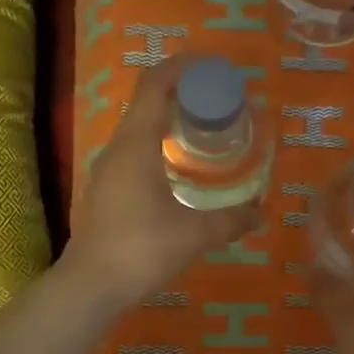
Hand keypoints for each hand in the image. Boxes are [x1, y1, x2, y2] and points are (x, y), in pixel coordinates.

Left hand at [62, 55, 259, 310]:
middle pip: (147, 102)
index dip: (182, 67)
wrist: (91, 286)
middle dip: (183, 93)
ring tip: (205, 131)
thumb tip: (262, 213)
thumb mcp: (194, 235)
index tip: (213, 67)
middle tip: (219, 102)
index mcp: (135, 144)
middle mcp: (117, 148)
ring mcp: (108, 170)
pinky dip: (160, 146)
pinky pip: (135, 152)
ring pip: (139, 129)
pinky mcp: (107, 190)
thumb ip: (231, 221)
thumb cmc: (141, 250)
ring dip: (170, 121)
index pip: (155, 85)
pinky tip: (181, 169)